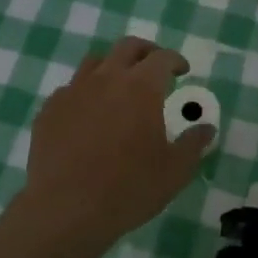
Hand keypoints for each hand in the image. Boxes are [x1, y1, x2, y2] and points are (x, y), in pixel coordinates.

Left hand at [16, 37, 214, 254]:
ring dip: (112, 67)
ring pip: (95, 62)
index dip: (175, 60)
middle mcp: (107, 78)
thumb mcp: (174, 172)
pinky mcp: (50, 109)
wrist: (65, 210)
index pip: (162, 58)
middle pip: (127, 47)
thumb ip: (193, 144)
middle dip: (145, 52)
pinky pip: (70, 89)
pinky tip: (87, 114)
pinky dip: (85, 93)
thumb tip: (207, 128)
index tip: (182, 70)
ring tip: (119, 87)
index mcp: (141, 87)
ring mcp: (74, 91)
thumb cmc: (128, 189)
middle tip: (154, 68)